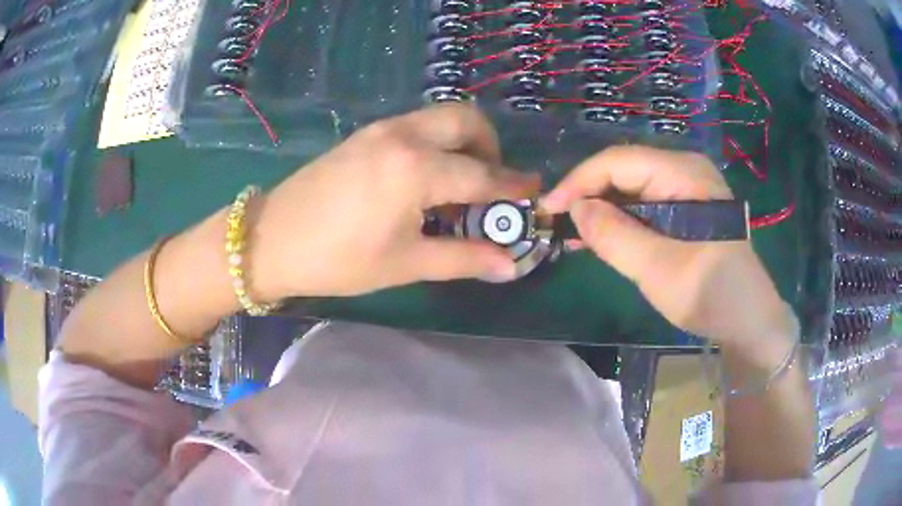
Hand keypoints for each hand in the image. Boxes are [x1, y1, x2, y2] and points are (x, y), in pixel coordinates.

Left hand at [249, 104, 539, 298]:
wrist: (272, 239)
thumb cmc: (338, 260)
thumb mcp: (405, 263)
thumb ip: (464, 258)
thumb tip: (510, 264)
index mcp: (416, 169)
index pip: (482, 175)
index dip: (513, 187)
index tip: (534, 193)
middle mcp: (404, 136)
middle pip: (467, 120)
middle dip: (490, 147)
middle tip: (489, 183)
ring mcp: (381, 129)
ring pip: (440, 117)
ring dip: (462, 142)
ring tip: (458, 183)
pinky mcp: (365, 133)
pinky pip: (416, 125)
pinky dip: (436, 142)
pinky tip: (424, 177)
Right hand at [543, 146, 792, 348]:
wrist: (749, 320)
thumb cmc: (711, 295)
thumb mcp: (659, 270)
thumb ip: (615, 236)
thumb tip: (576, 208)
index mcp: (684, 173)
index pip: (618, 161)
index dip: (579, 181)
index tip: (548, 209)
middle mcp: (685, 170)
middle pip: (624, 170)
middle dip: (588, 195)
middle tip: (557, 225)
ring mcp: (687, 188)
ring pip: (631, 188)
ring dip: (601, 209)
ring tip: (572, 235)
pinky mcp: (687, 208)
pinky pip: (645, 204)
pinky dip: (620, 220)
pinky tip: (601, 237)